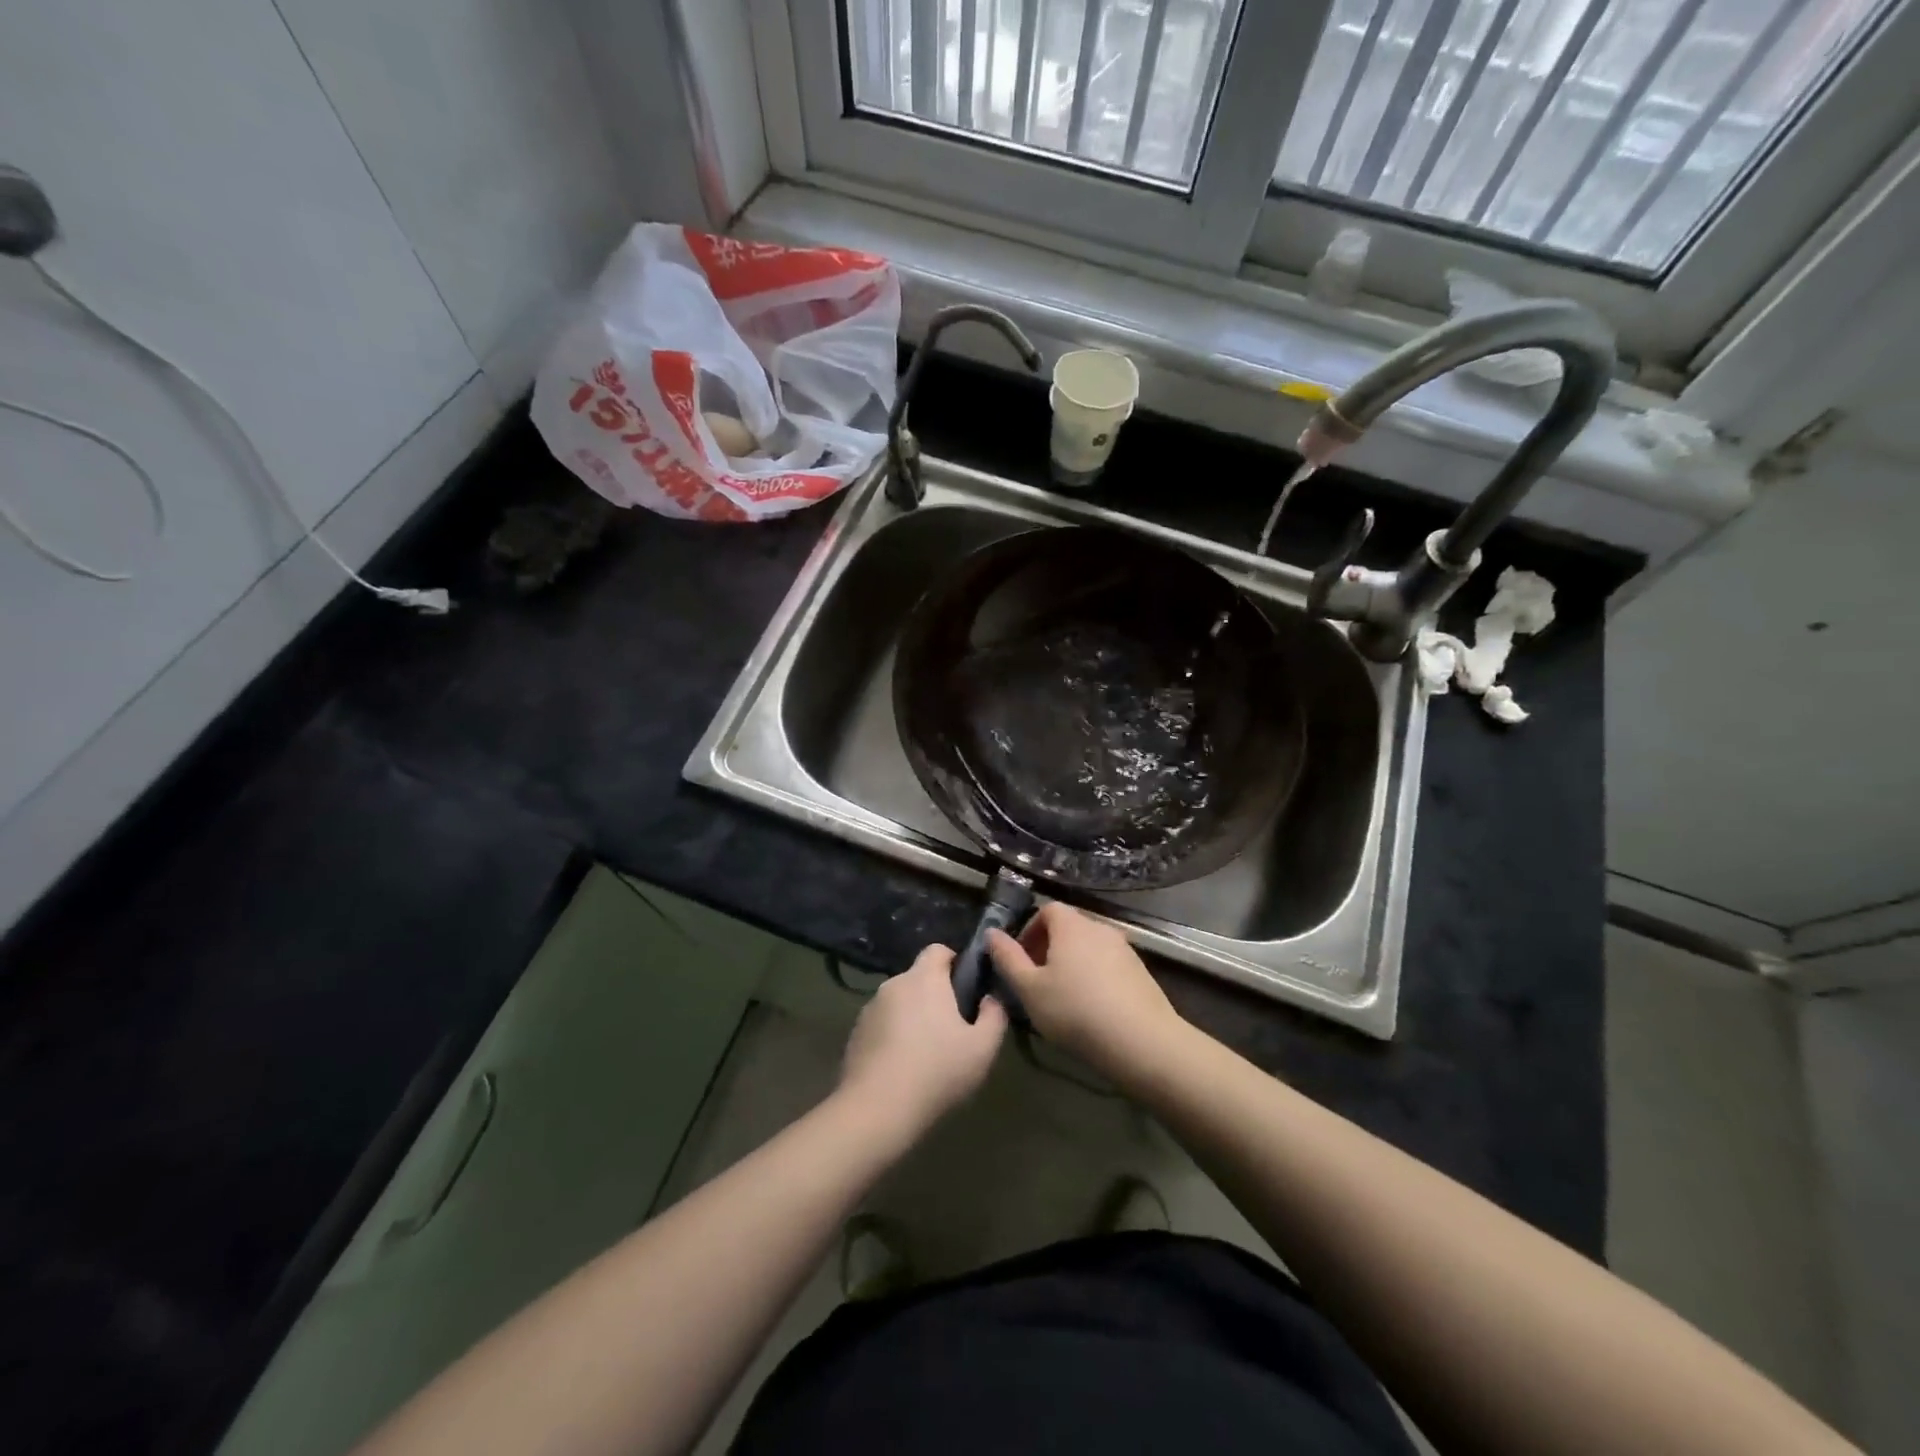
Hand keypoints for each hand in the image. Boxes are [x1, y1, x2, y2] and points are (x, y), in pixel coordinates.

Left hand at [838, 944, 1006, 1141]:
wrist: (877, 1109)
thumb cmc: (937, 1071)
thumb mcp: (983, 1047)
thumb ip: (994, 1015)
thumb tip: (989, 999)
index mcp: (924, 978)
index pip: (938, 950)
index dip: (954, 962)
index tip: (966, 988)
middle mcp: (894, 984)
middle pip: (918, 978)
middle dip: (935, 996)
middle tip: (952, 1029)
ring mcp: (869, 1009)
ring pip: (899, 1003)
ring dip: (912, 1017)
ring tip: (926, 1054)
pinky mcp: (855, 1034)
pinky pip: (881, 1025)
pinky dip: (892, 1037)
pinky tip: (902, 1069)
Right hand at [987, 904, 1180, 1077]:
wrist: (1141, 1041)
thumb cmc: (1075, 1010)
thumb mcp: (1029, 989)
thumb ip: (1007, 958)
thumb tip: (992, 933)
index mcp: (1071, 925)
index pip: (1047, 910)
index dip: (1030, 930)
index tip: (1021, 960)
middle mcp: (1100, 928)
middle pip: (1069, 928)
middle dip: (1049, 949)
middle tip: (1037, 982)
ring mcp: (1125, 949)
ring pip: (1089, 948)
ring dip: (1072, 964)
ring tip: (1063, 998)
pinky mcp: (1141, 971)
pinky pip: (1108, 965)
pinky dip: (1094, 977)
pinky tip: (1091, 1009)